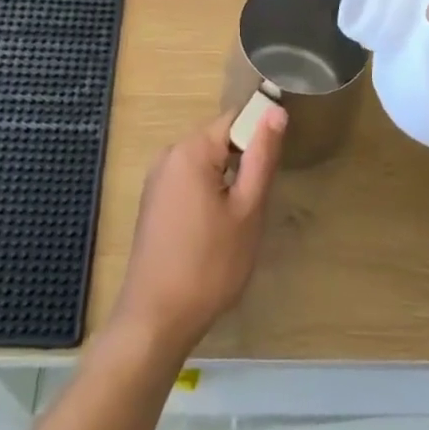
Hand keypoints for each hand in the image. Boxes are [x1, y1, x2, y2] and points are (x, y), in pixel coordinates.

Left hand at [112, 104, 287, 358]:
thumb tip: (275, 111)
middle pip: (219, 139)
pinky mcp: (153, 202)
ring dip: (227, 181)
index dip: (260, 136)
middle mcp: (169, 154)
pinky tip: (215, 230)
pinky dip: (209, 194)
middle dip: (244, 162)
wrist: (157, 318)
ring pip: (206, 162)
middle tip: (256, 203)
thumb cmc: (210, 264)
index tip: (274, 168)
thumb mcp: (247, 209)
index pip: (235, 118)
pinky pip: (190, 180)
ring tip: (238, 221)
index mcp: (191, 149)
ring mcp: (157, 179)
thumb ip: (262, 156)